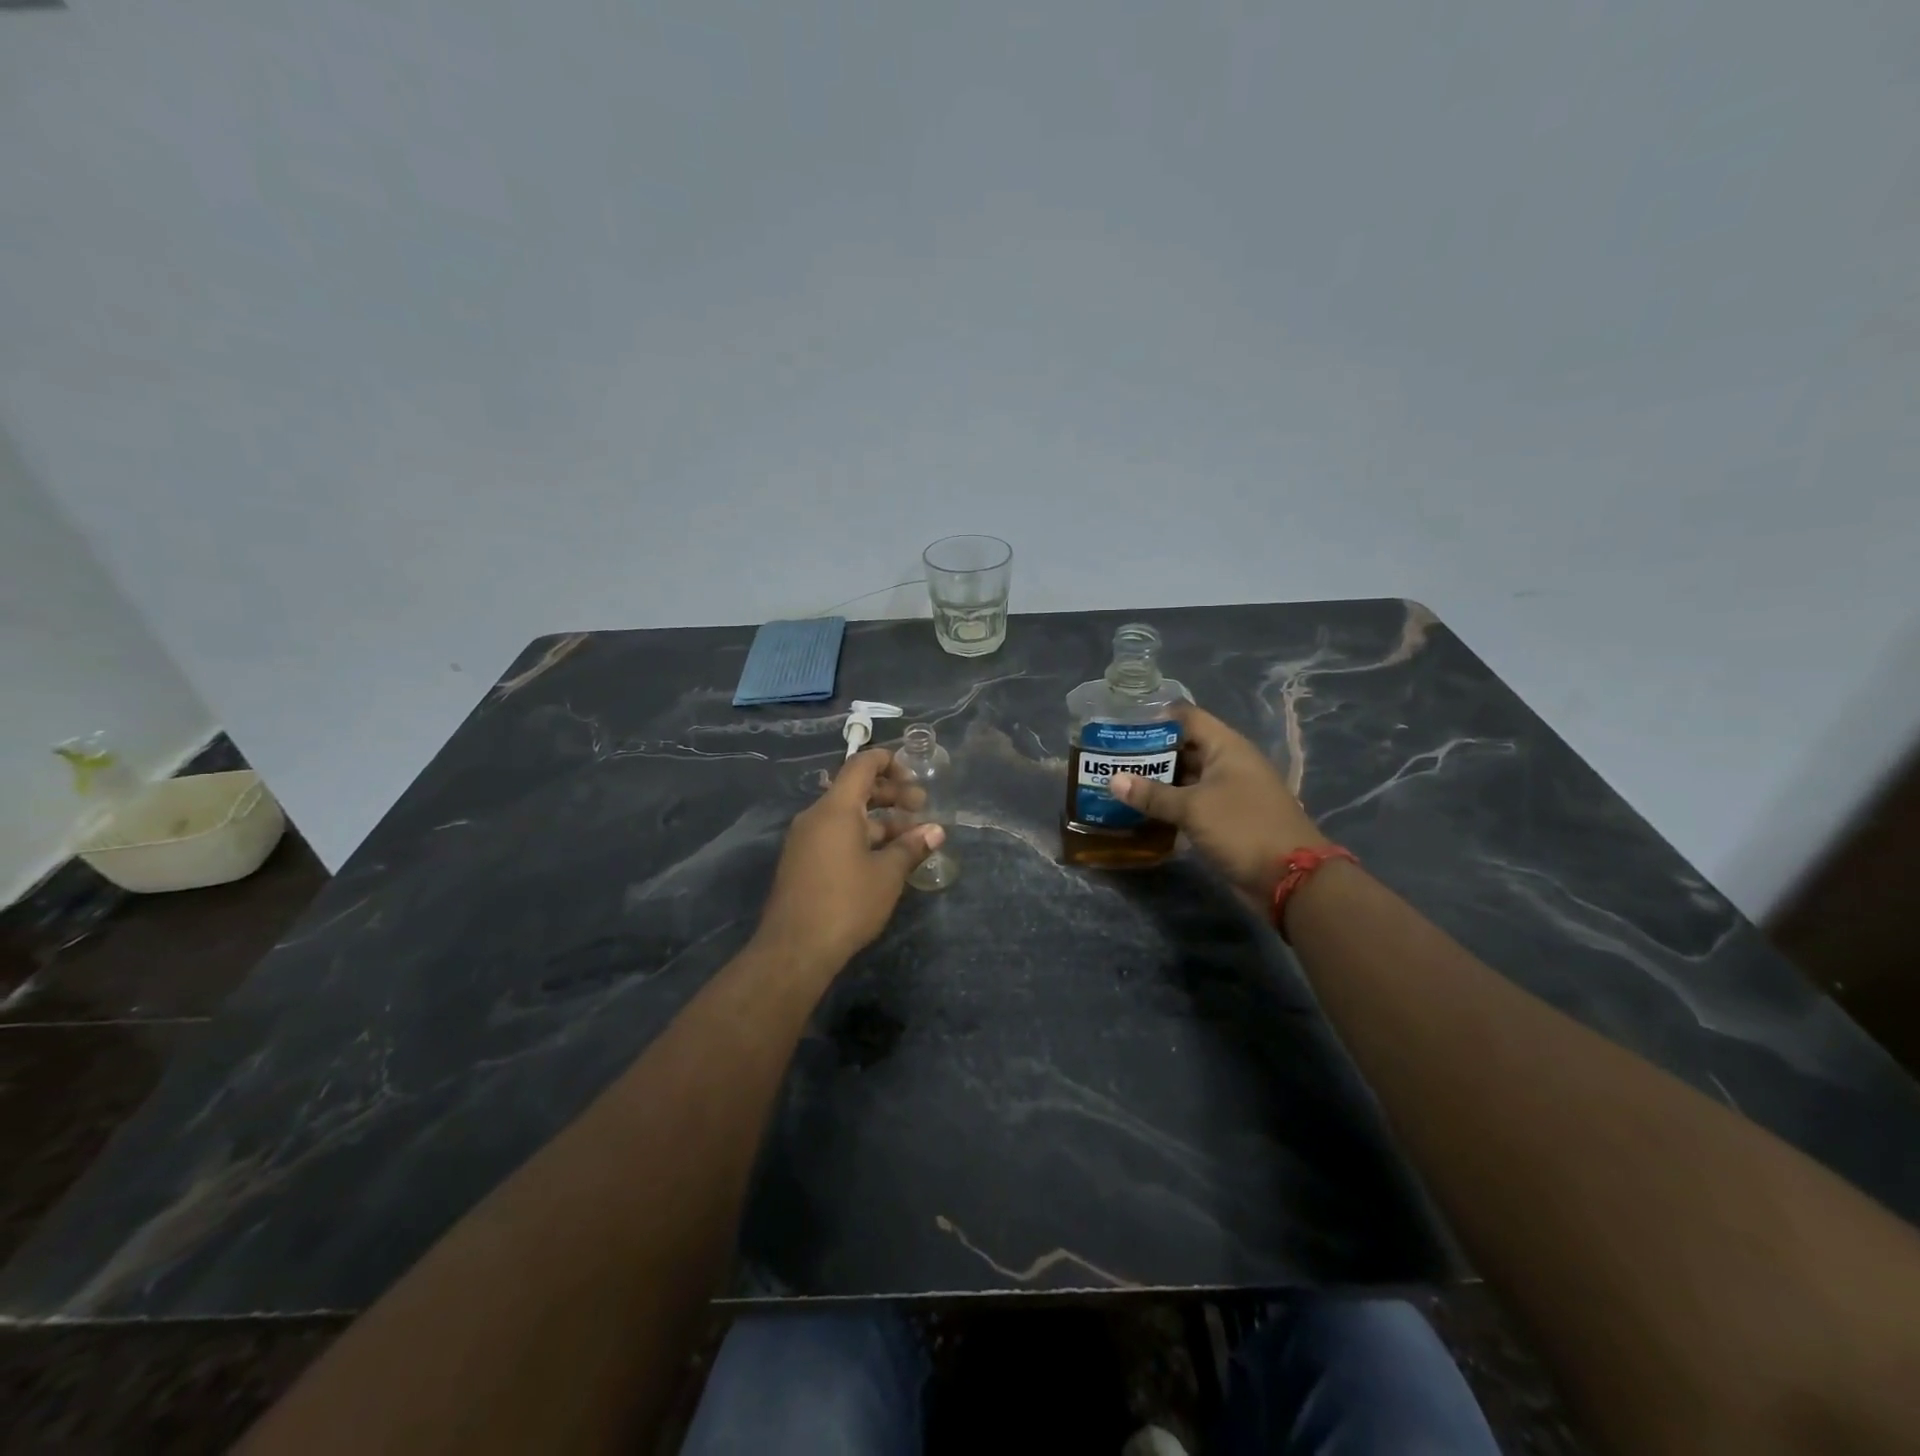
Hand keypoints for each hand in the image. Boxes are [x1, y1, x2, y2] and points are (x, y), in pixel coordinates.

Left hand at [753, 748, 944, 973]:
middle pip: (855, 790)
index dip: (888, 761)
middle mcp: (815, 816)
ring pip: (846, 816)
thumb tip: (936, 831)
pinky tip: (884, 859)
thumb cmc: (846, 903)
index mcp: (835, 809)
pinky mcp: (802, 862)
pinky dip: (861, 837)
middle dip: (890, 794)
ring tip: (909, 838)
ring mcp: (805, 840)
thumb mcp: (887, 874)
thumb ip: (911, 847)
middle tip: (921, 808)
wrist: (795, 949)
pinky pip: (834, 836)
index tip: (914, 775)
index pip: (861, 765)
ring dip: (879, 821)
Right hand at [1105, 703, 1327, 899]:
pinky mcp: (1226, 818)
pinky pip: (1191, 803)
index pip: (1187, 717)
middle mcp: (1228, 763)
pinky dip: (1169, 805)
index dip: (1155, 717)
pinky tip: (1140, 810)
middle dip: (1149, 752)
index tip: (1120, 725)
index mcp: (1226, 747)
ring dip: (1156, 781)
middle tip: (1110, 757)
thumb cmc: (1242, 828)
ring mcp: (1228, 792)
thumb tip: (1113, 780)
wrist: (1289, 878)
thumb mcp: (1193, 808)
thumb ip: (1152, 794)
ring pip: (1186, 777)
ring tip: (1117, 781)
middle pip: (1183, 747)